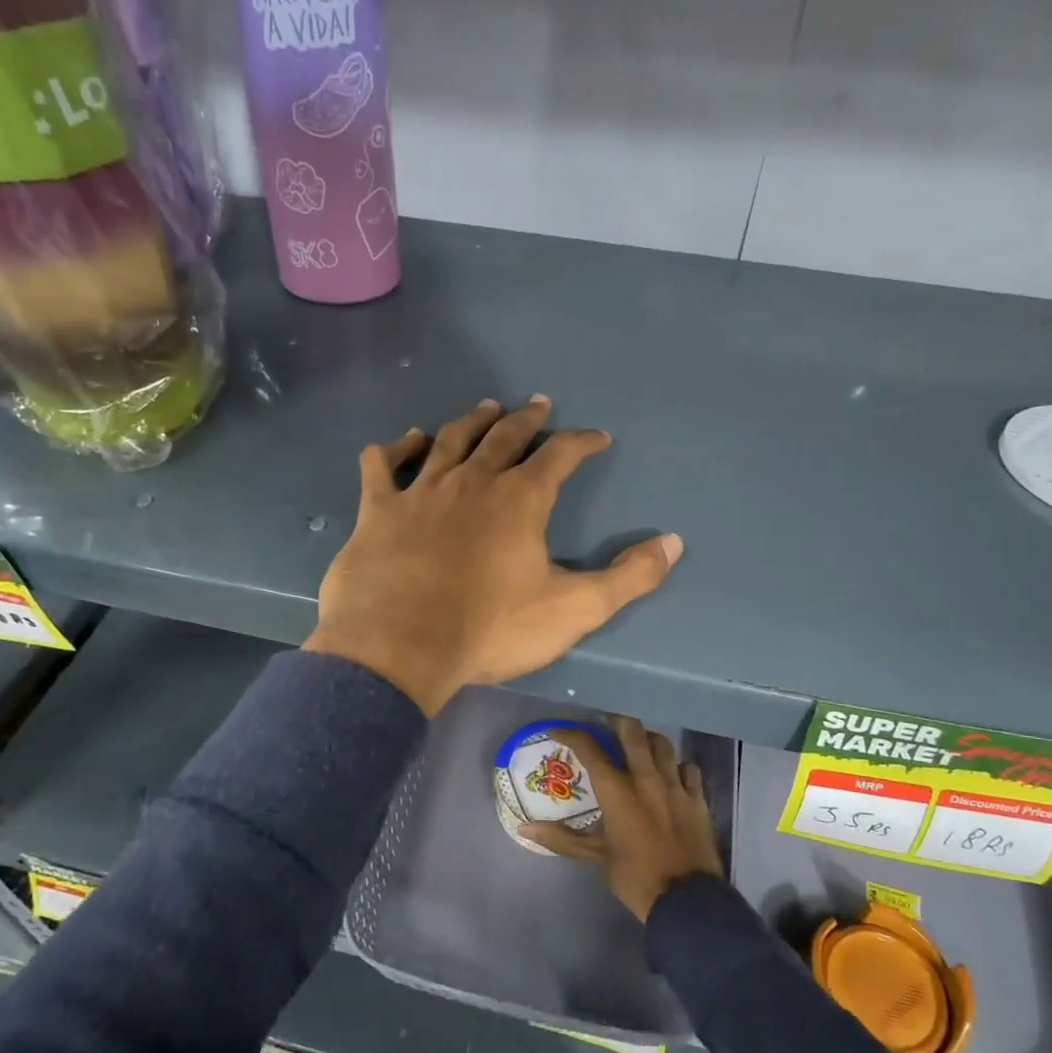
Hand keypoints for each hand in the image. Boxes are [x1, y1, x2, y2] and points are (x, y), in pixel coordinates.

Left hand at [303, 398, 682, 715]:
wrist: (399, 648)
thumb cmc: (490, 629)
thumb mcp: (573, 610)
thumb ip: (628, 578)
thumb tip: (674, 543)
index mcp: (520, 500)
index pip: (560, 456)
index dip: (582, 442)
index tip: (597, 437)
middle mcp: (472, 481)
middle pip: (504, 437)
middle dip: (527, 420)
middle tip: (539, 405)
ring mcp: (421, 491)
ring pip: (450, 440)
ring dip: (472, 421)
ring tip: (486, 408)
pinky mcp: (378, 510)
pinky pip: (383, 466)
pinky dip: (396, 449)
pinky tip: (405, 441)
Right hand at [520, 715, 723, 921]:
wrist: (686, 900)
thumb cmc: (635, 877)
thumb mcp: (595, 857)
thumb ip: (562, 838)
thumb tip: (526, 828)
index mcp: (617, 791)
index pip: (589, 749)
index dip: (570, 734)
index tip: (558, 731)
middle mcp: (646, 778)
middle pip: (632, 731)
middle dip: (616, 720)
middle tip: (606, 723)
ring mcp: (675, 785)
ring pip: (662, 744)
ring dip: (647, 739)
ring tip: (638, 744)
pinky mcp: (697, 798)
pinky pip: (688, 768)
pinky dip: (677, 765)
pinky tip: (671, 773)